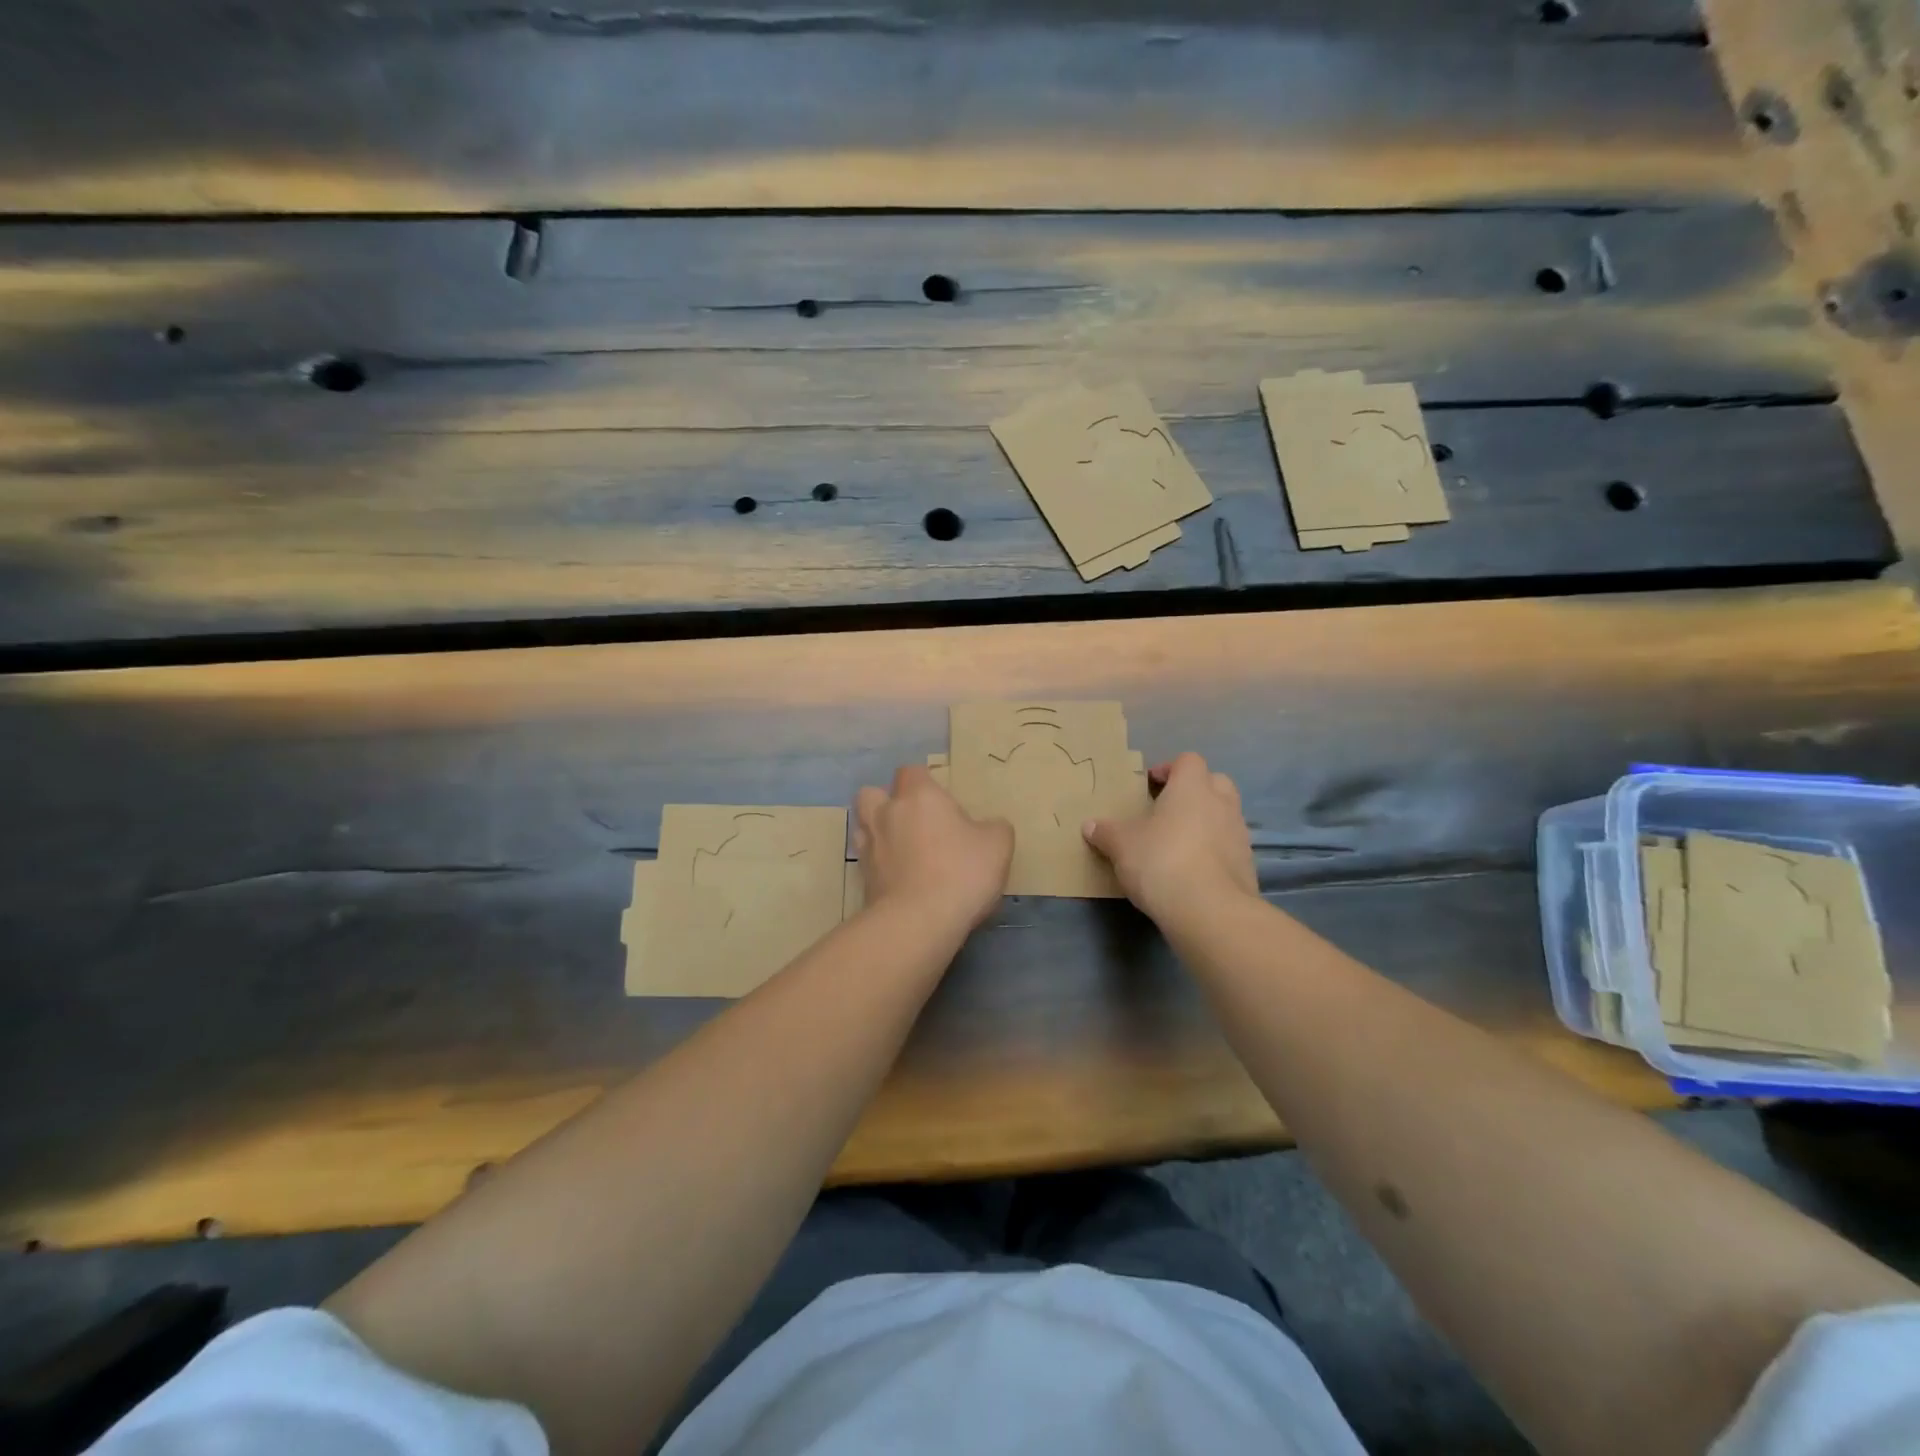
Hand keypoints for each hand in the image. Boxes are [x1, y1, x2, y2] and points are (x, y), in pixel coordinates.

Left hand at [854, 765, 1013, 932]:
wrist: (919, 921)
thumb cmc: (961, 871)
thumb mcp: (998, 845)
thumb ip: (994, 828)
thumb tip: (988, 827)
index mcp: (918, 796)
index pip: (911, 772)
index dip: (924, 782)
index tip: (942, 801)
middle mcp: (887, 813)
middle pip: (872, 793)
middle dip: (887, 801)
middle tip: (913, 820)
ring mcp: (869, 846)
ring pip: (863, 825)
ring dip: (878, 831)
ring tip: (901, 847)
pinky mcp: (862, 878)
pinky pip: (867, 860)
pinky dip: (879, 863)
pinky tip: (899, 876)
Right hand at [1082, 752, 1257, 922]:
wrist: (1209, 910)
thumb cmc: (1161, 861)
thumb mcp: (1121, 845)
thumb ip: (1105, 832)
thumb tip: (1089, 826)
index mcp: (1192, 787)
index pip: (1188, 761)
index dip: (1169, 769)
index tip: (1150, 786)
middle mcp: (1221, 803)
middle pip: (1215, 782)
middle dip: (1194, 791)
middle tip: (1168, 809)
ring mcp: (1239, 834)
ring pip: (1225, 815)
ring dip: (1206, 821)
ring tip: (1179, 842)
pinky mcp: (1247, 865)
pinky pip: (1229, 846)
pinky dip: (1214, 851)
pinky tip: (1193, 870)